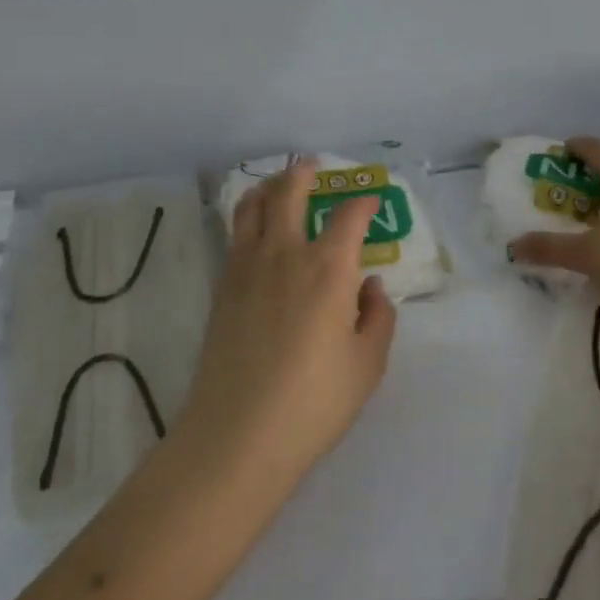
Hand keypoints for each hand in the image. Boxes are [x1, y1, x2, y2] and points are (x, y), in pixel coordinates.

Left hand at [179, 161, 397, 481]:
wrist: (239, 433)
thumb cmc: (315, 402)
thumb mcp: (367, 364)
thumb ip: (377, 317)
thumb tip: (369, 286)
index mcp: (328, 268)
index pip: (349, 216)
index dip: (364, 203)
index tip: (372, 201)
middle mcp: (286, 254)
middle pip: (289, 192)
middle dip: (304, 173)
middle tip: (313, 166)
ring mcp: (247, 266)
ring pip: (252, 206)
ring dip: (269, 187)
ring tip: (278, 185)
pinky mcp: (222, 286)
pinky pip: (235, 234)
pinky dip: (248, 217)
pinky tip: (256, 229)